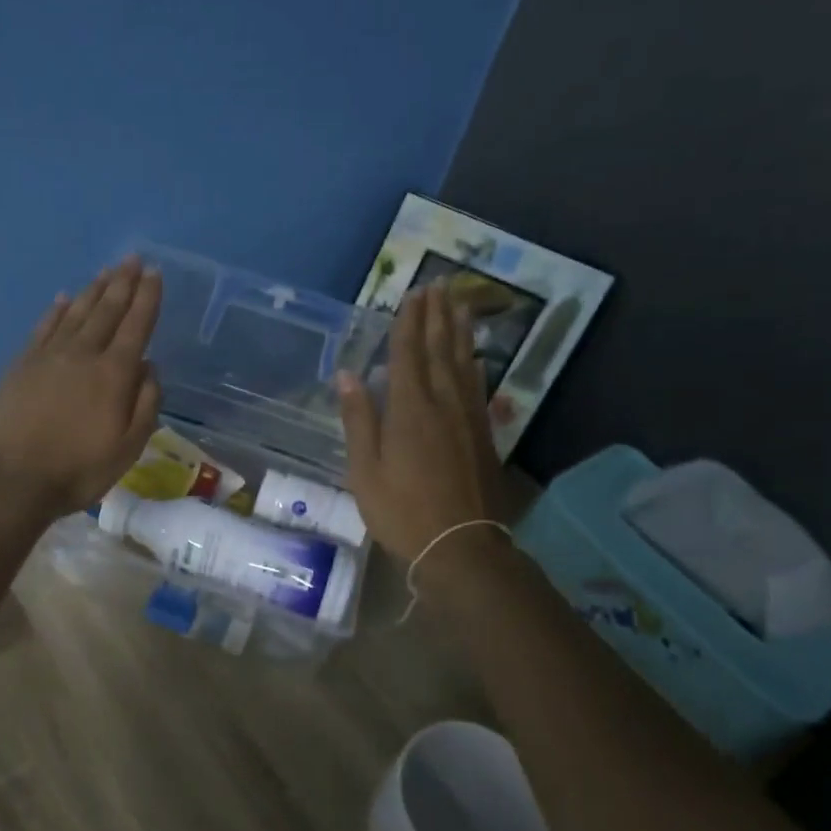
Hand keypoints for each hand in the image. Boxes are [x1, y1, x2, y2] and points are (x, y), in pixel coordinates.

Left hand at [0, 255, 163, 519]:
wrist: (12, 481)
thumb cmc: (78, 470)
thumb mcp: (128, 448)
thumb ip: (145, 404)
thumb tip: (148, 366)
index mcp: (113, 374)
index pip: (136, 325)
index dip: (147, 297)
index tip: (154, 273)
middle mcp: (82, 354)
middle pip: (106, 310)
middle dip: (123, 283)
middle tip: (133, 259)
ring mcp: (48, 356)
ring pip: (76, 312)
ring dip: (94, 290)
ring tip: (107, 271)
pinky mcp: (21, 364)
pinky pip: (43, 327)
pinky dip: (56, 310)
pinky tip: (64, 298)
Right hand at [337, 285, 519, 560]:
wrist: (461, 546)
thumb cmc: (401, 510)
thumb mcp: (365, 469)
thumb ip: (358, 418)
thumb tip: (347, 374)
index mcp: (409, 409)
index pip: (407, 353)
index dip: (408, 322)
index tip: (412, 293)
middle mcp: (443, 403)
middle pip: (439, 349)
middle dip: (437, 315)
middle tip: (439, 284)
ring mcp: (468, 417)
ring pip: (464, 362)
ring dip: (460, 331)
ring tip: (460, 304)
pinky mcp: (483, 434)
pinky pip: (478, 387)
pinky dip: (475, 365)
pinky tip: (475, 357)